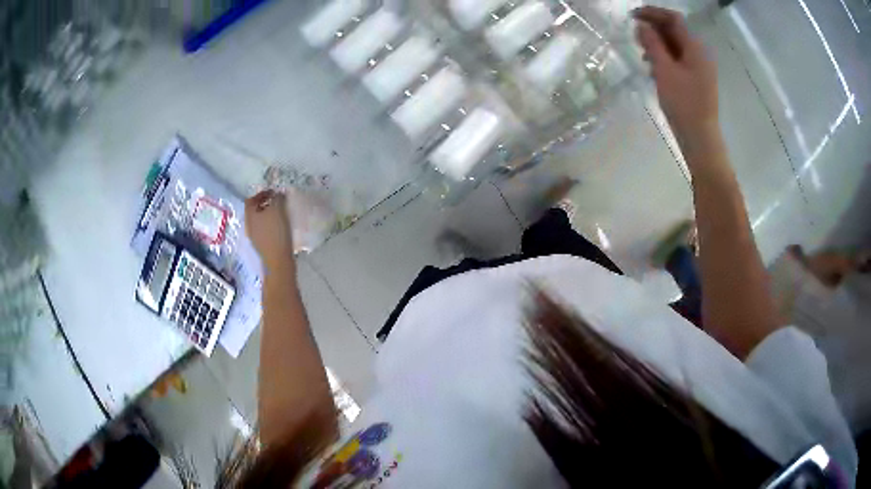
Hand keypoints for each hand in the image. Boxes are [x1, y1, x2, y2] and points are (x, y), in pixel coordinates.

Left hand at [245, 190, 293, 269]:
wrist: (278, 261)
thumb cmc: (276, 233)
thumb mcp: (278, 210)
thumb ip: (277, 198)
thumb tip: (278, 193)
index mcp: (250, 216)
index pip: (251, 199)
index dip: (261, 193)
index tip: (274, 192)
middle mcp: (249, 225)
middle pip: (254, 210)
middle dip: (265, 204)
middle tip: (278, 201)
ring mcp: (255, 237)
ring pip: (259, 221)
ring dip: (268, 214)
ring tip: (281, 213)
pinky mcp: (262, 245)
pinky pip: (264, 230)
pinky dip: (271, 225)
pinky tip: (281, 227)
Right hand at [633, 7, 718, 141]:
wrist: (700, 138)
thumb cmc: (683, 104)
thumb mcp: (664, 70)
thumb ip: (653, 44)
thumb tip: (641, 25)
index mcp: (695, 48)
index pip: (674, 19)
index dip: (653, 13)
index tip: (633, 16)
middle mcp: (700, 54)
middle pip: (676, 31)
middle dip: (654, 29)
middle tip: (635, 35)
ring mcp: (699, 68)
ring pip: (676, 46)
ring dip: (658, 44)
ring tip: (642, 53)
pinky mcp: (696, 80)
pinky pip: (679, 60)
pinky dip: (665, 58)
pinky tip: (653, 67)